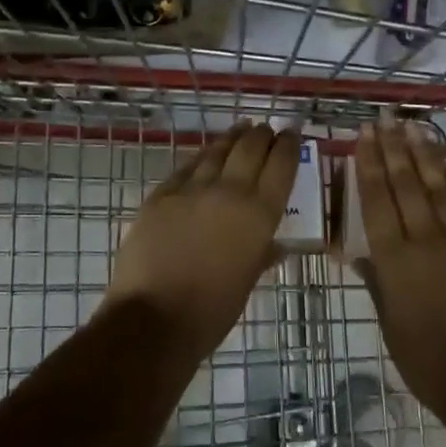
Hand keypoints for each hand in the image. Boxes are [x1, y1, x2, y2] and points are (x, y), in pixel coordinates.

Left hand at [105, 121, 301, 362]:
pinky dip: (201, 156)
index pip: (280, 166)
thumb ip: (261, 256)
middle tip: (267, 128)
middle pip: (250, 149)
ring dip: (232, 138)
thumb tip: (274, 246)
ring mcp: (192, 190)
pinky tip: (205, 154)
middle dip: (261, 135)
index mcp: (258, 215)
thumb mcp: (247, 283)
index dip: (288, 146)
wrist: (153, 318)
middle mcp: (229, 192)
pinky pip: (187, 167)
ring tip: (241, 128)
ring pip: (217, 151)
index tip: (292, 133)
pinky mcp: (161, 194)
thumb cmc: (210, 312)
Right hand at [355, 120, 445, 420]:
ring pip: (439, 188)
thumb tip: (362, 254)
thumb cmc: (427, 360)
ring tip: (413, 128)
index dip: (368, 165)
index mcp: (394, 259)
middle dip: (392, 149)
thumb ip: (378, 282)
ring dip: (425, 155)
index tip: (363, 137)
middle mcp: (425, 240)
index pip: (377, 200)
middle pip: (406, 185)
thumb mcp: (390, 323)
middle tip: (384, 119)